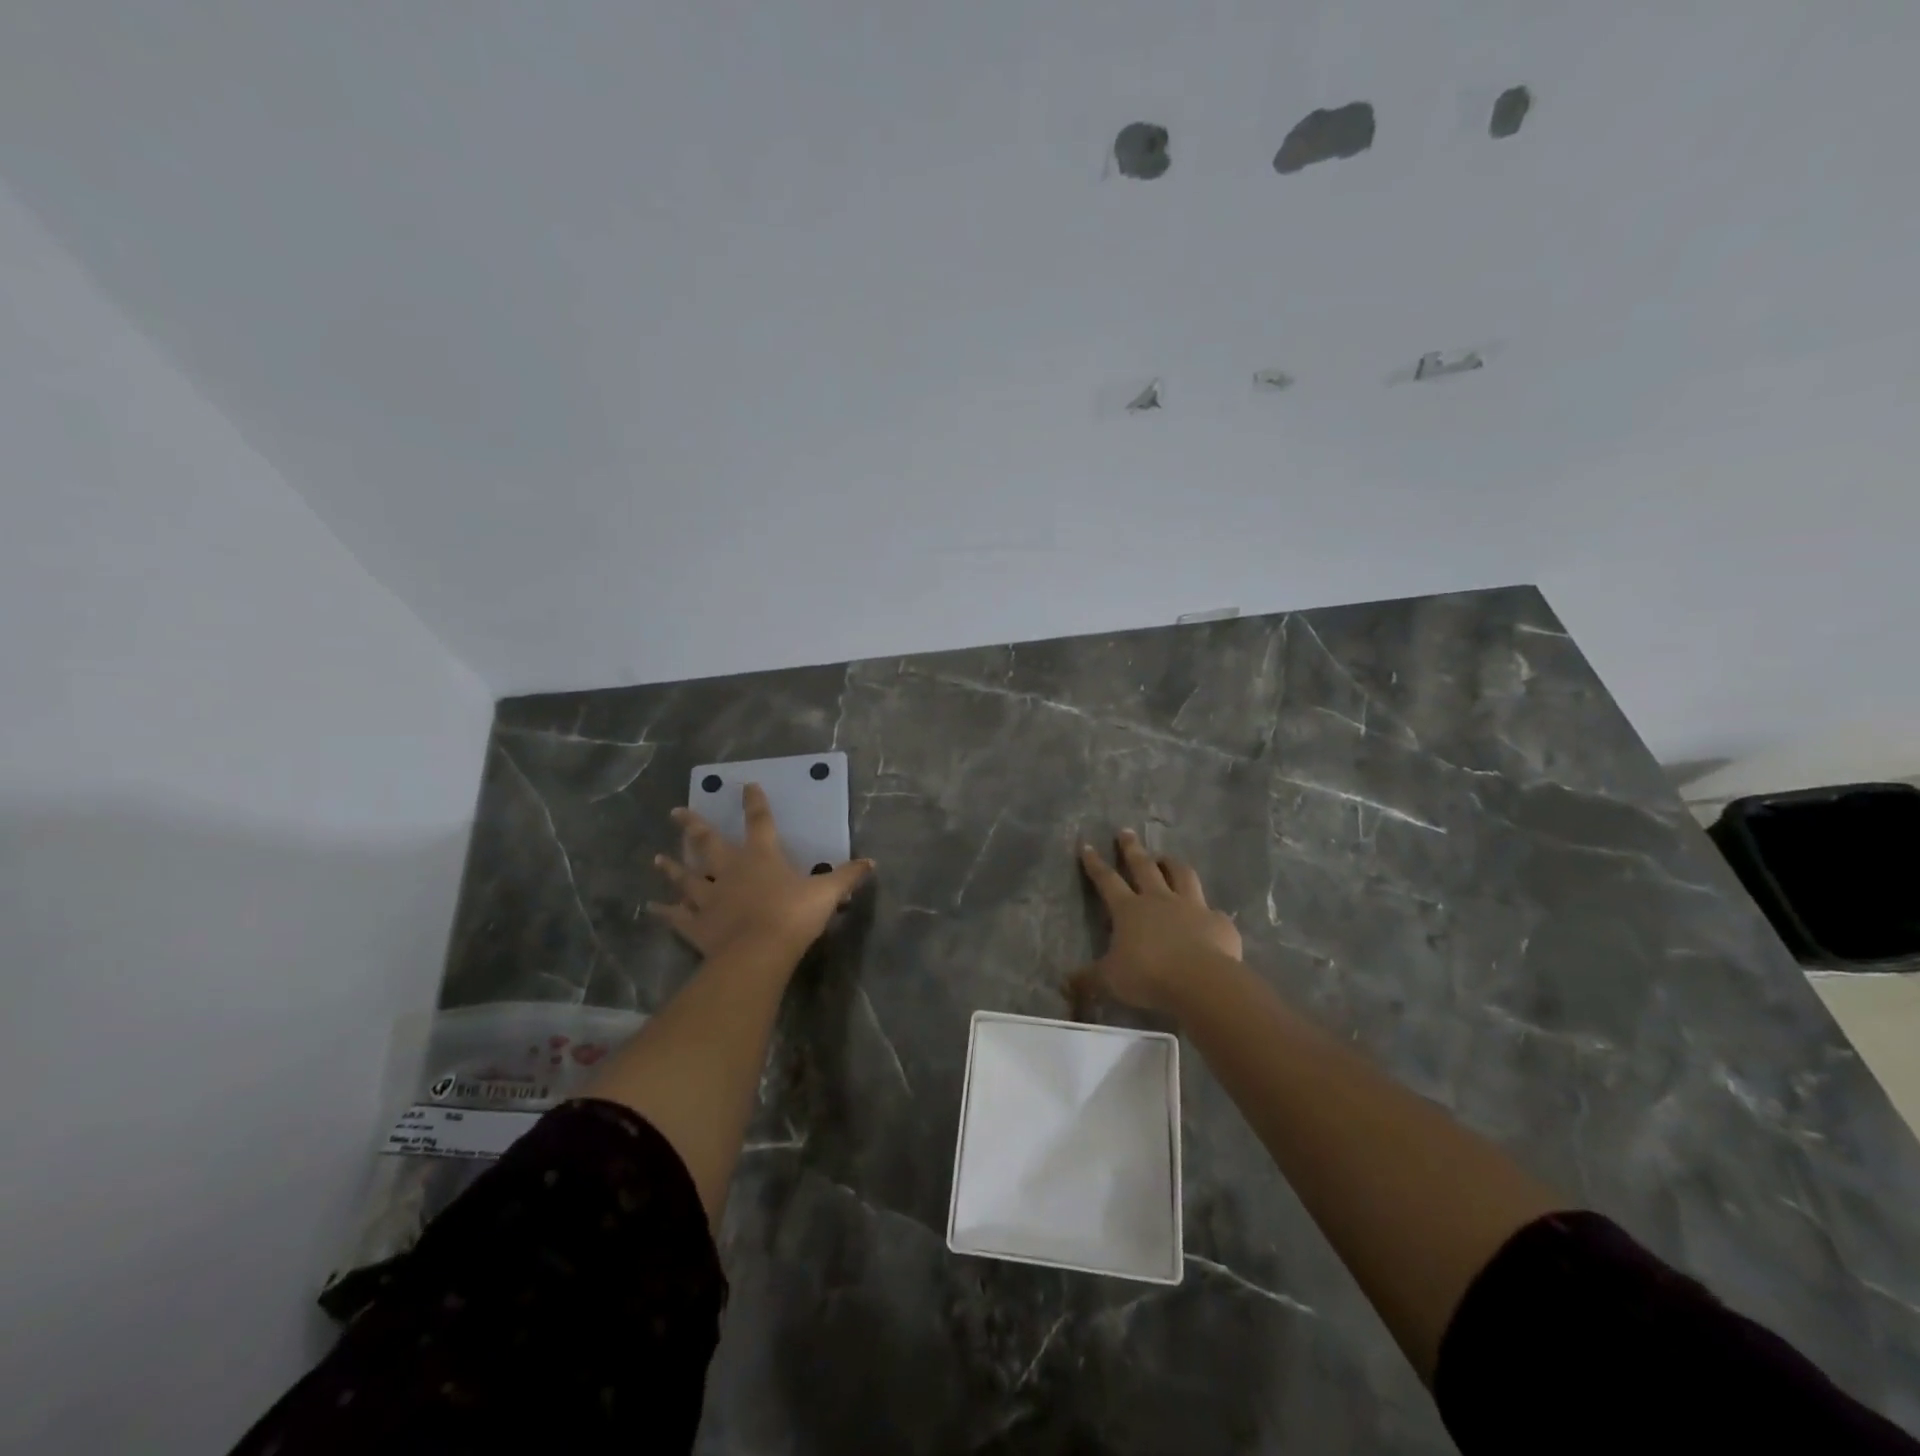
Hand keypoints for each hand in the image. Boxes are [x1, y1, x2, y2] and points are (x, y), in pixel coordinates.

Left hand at [650, 783, 873, 961]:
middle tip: (676, 811)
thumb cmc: (793, 916)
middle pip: (707, 843)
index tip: (747, 785)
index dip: (755, 803)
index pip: (760, 822)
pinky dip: (664, 911)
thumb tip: (871, 863)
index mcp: (761, 857)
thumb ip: (847, 876)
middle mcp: (730, 870)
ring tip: (657, 857)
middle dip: (693, 826)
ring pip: (686, 877)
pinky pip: (677, 916)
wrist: (758, 952)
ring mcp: (709, 897)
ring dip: (672, 867)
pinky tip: (652, 907)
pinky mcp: (696, 924)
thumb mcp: (828, 893)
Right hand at [1070, 829, 1241, 1013]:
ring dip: (1172, 864)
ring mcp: (1192, 907)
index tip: (1087, 844)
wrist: (1201, 981)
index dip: (1095, 863)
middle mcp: (1159, 900)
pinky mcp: (1219, 922)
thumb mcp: (1110, 980)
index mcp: (1129, 909)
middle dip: (1132, 848)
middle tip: (1126, 831)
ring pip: (1181, 875)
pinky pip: (1213, 911)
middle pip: (1143, 866)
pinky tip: (1210, 916)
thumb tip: (1064, 984)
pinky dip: (1209, 911)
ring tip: (1167, 857)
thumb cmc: (1148, 976)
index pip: (1107, 880)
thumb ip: (1088, 980)